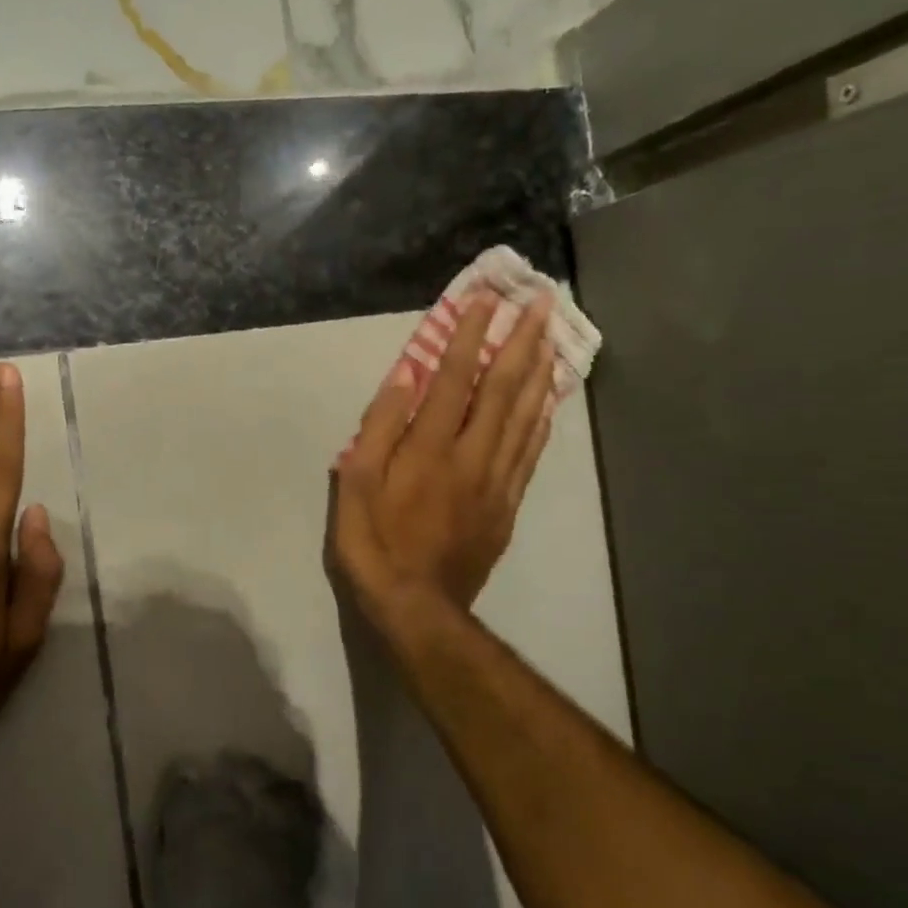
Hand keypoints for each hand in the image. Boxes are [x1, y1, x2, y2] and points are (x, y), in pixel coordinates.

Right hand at [331, 291, 558, 630]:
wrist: (417, 608)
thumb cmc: (374, 544)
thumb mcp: (354, 485)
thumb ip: (380, 429)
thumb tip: (404, 379)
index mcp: (429, 448)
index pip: (453, 379)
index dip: (469, 335)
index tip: (484, 299)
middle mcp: (470, 455)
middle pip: (501, 389)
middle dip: (520, 341)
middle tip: (540, 301)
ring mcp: (496, 480)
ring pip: (524, 416)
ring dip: (538, 371)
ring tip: (553, 335)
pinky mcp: (507, 504)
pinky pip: (530, 452)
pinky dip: (542, 419)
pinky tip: (549, 399)